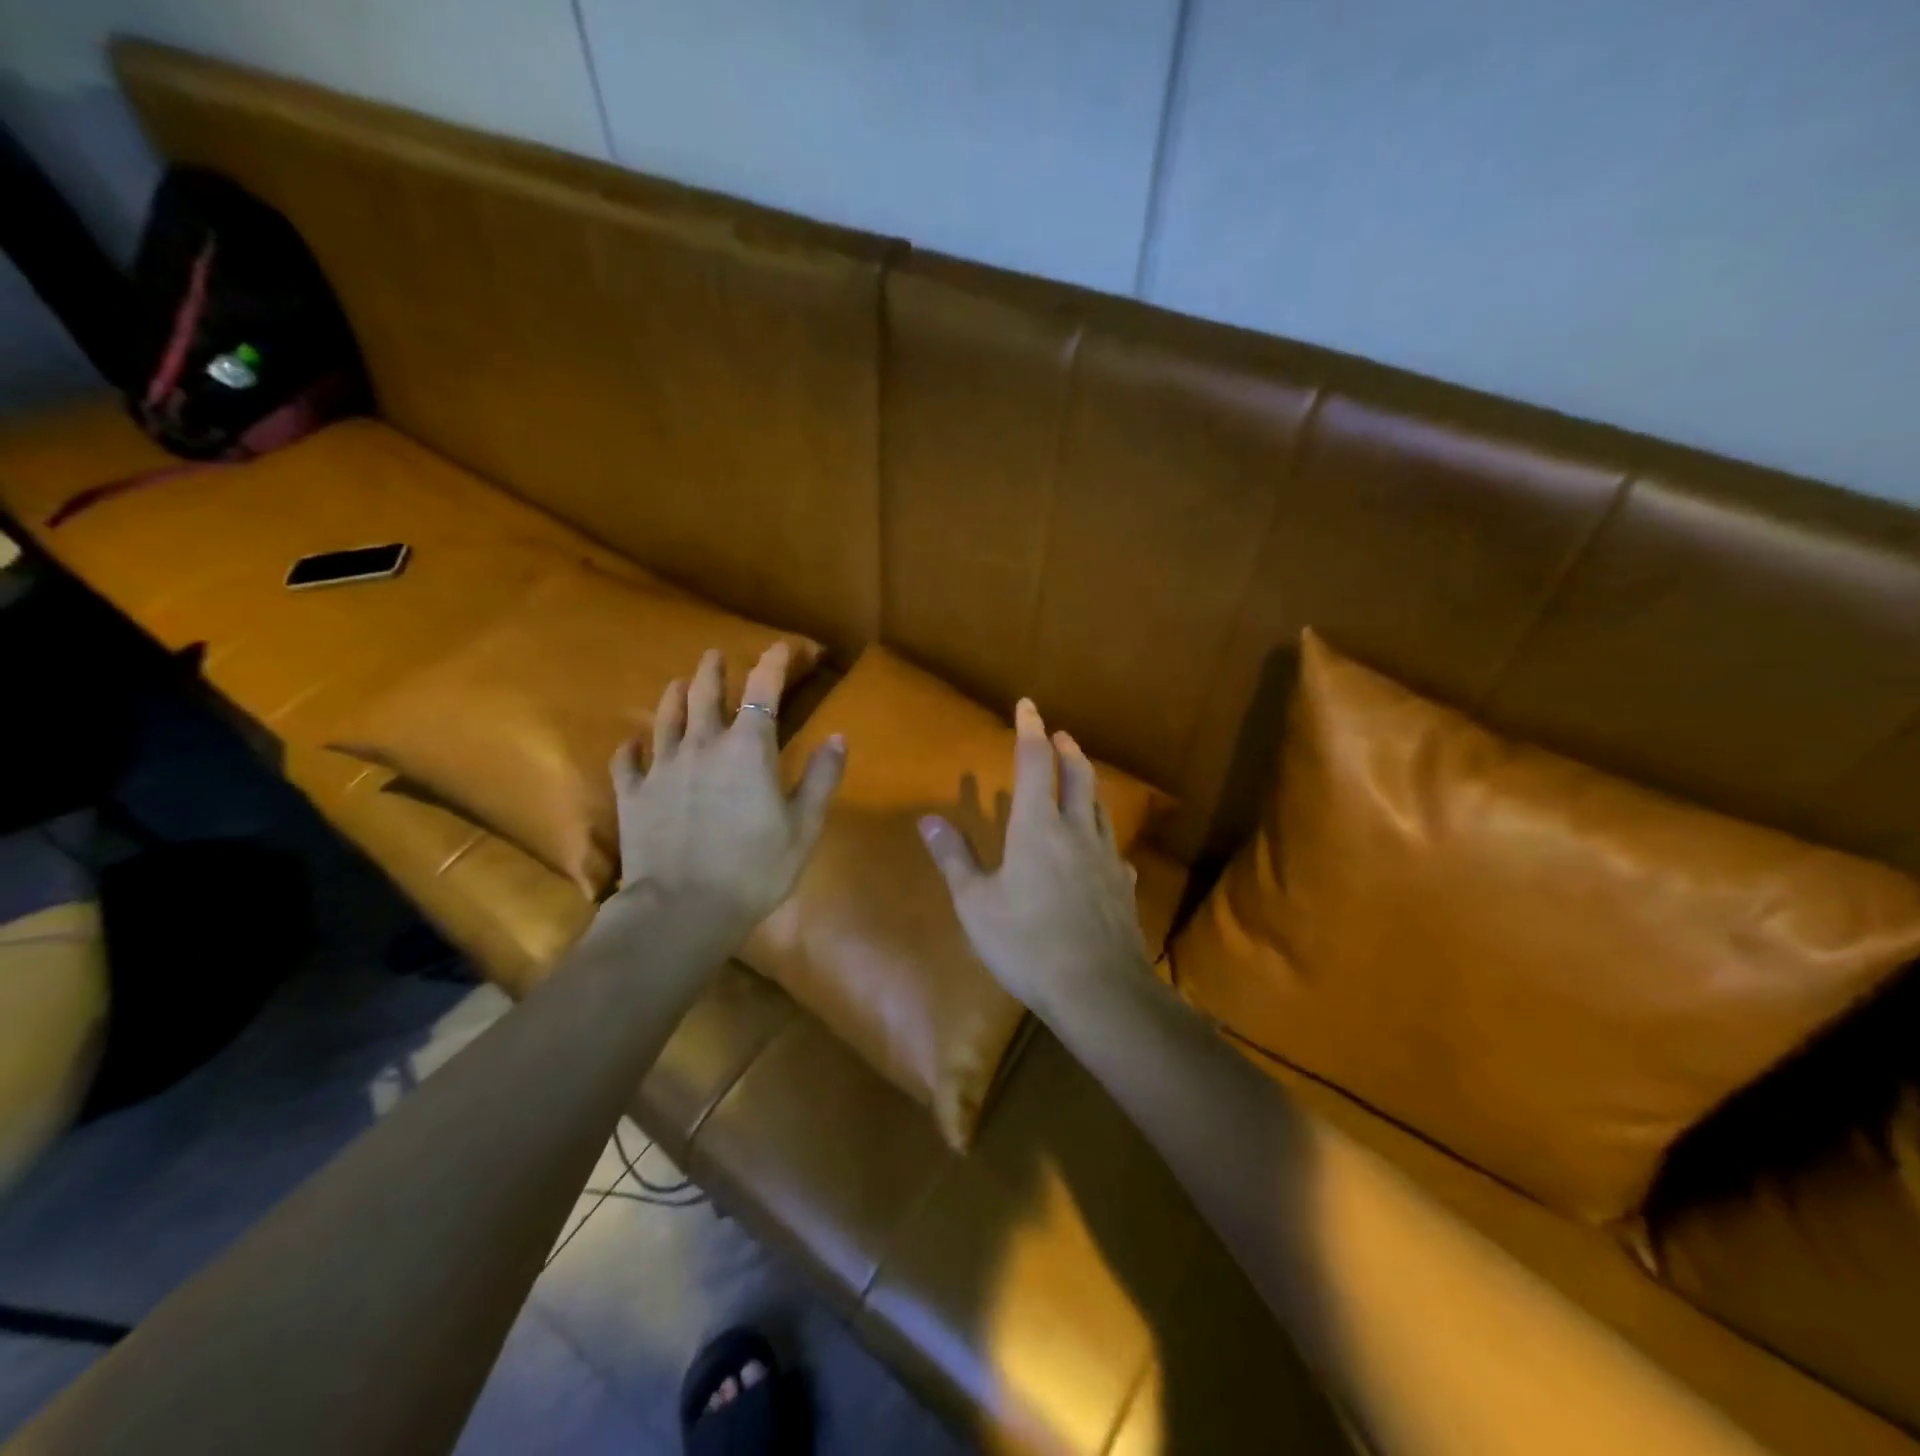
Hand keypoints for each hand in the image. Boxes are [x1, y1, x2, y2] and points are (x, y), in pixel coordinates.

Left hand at [608, 643, 844, 948]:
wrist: (682, 909)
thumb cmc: (755, 869)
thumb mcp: (804, 827)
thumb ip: (822, 778)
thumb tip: (838, 737)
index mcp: (749, 749)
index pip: (762, 691)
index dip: (772, 663)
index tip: (779, 647)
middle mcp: (703, 745)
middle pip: (704, 693)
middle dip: (713, 670)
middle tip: (714, 654)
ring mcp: (662, 767)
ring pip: (665, 718)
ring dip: (674, 696)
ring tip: (677, 683)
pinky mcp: (633, 794)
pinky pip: (627, 760)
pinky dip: (631, 747)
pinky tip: (632, 742)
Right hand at [919, 698, 1150, 1018]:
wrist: (1098, 989)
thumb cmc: (1027, 943)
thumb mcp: (975, 904)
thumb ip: (954, 857)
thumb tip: (928, 819)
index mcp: (1037, 827)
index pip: (1035, 763)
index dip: (1029, 730)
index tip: (1027, 704)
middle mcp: (1076, 831)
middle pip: (1078, 775)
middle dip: (1067, 749)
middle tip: (1058, 734)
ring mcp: (1106, 857)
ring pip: (1099, 806)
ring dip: (1087, 784)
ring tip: (1078, 778)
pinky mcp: (1123, 885)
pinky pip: (1112, 847)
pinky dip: (1100, 834)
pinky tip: (1100, 849)